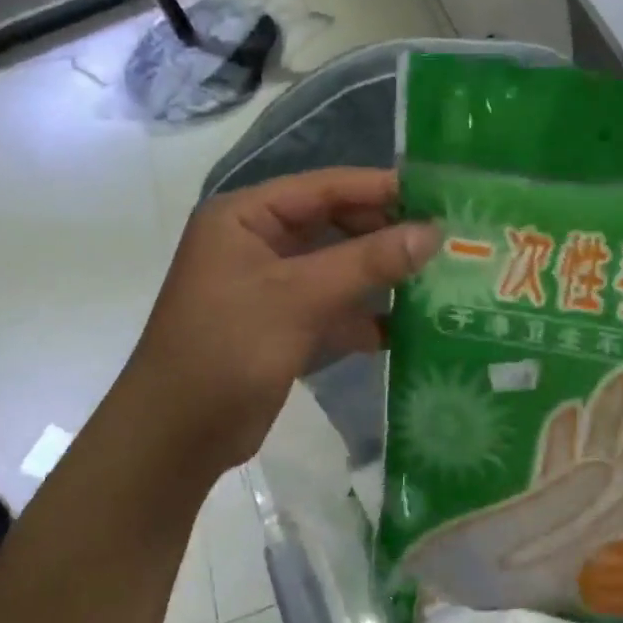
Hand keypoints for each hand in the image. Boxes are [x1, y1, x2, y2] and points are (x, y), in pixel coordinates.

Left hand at [118, 168, 438, 482]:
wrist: (177, 435)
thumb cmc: (229, 348)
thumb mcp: (300, 297)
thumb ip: (367, 261)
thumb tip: (433, 232)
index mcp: (245, 217)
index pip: (323, 187)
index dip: (380, 189)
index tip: (437, 196)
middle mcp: (257, 242)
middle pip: (334, 225)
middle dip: (385, 235)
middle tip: (445, 241)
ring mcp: (271, 286)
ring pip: (338, 268)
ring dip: (381, 276)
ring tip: (439, 279)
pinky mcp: (283, 325)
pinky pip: (333, 307)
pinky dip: (365, 316)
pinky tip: (409, 327)